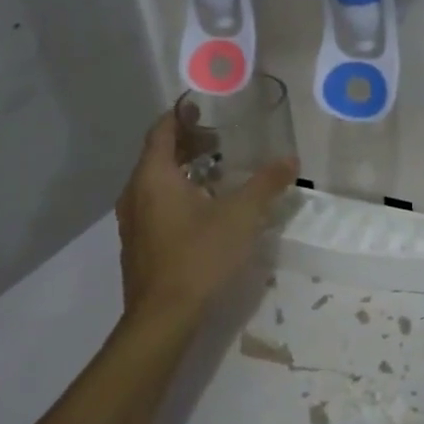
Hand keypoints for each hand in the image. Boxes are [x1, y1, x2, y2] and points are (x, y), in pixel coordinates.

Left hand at [117, 113, 297, 322]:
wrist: (163, 316)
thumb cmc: (199, 256)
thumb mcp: (241, 216)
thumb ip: (266, 184)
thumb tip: (291, 160)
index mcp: (154, 176)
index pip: (161, 131)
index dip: (180, 116)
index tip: (201, 107)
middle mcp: (135, 193)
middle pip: (158, 156)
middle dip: (187, 144)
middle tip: (218, 141)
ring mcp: (132, 221)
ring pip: (155, 182)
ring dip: (183, 171)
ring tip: (215, 174)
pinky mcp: (138, 245)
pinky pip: (155, 205)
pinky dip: (176, 195)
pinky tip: (202, 211)